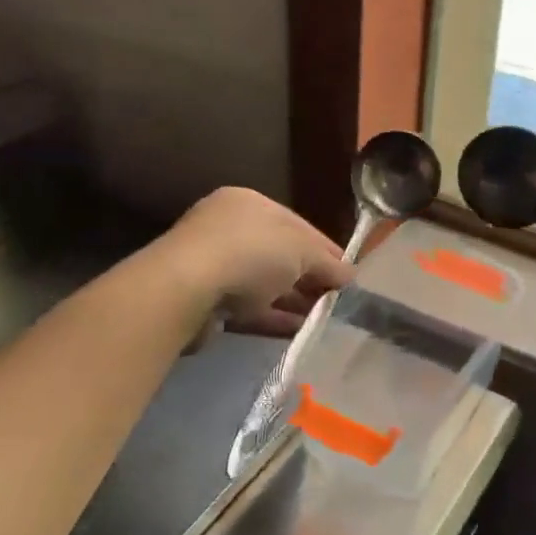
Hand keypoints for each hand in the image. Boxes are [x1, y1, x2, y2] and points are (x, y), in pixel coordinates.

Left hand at [157, 188, 354, 338]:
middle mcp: (230, 229)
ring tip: (324, 319)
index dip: (328, 250)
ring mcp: (214, 265)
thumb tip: (350, 276)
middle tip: (338, 301)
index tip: (350, 275)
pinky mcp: (206, 300)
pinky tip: (300, 330)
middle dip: (311, 278)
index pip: (299, 225)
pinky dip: (275, 318)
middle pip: (282, 255)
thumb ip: (329, 263)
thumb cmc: (251, 253)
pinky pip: (250, 308)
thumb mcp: (303, 249)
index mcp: (251, 203)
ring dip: (294, 301)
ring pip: (265, 283)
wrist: (185, 289)